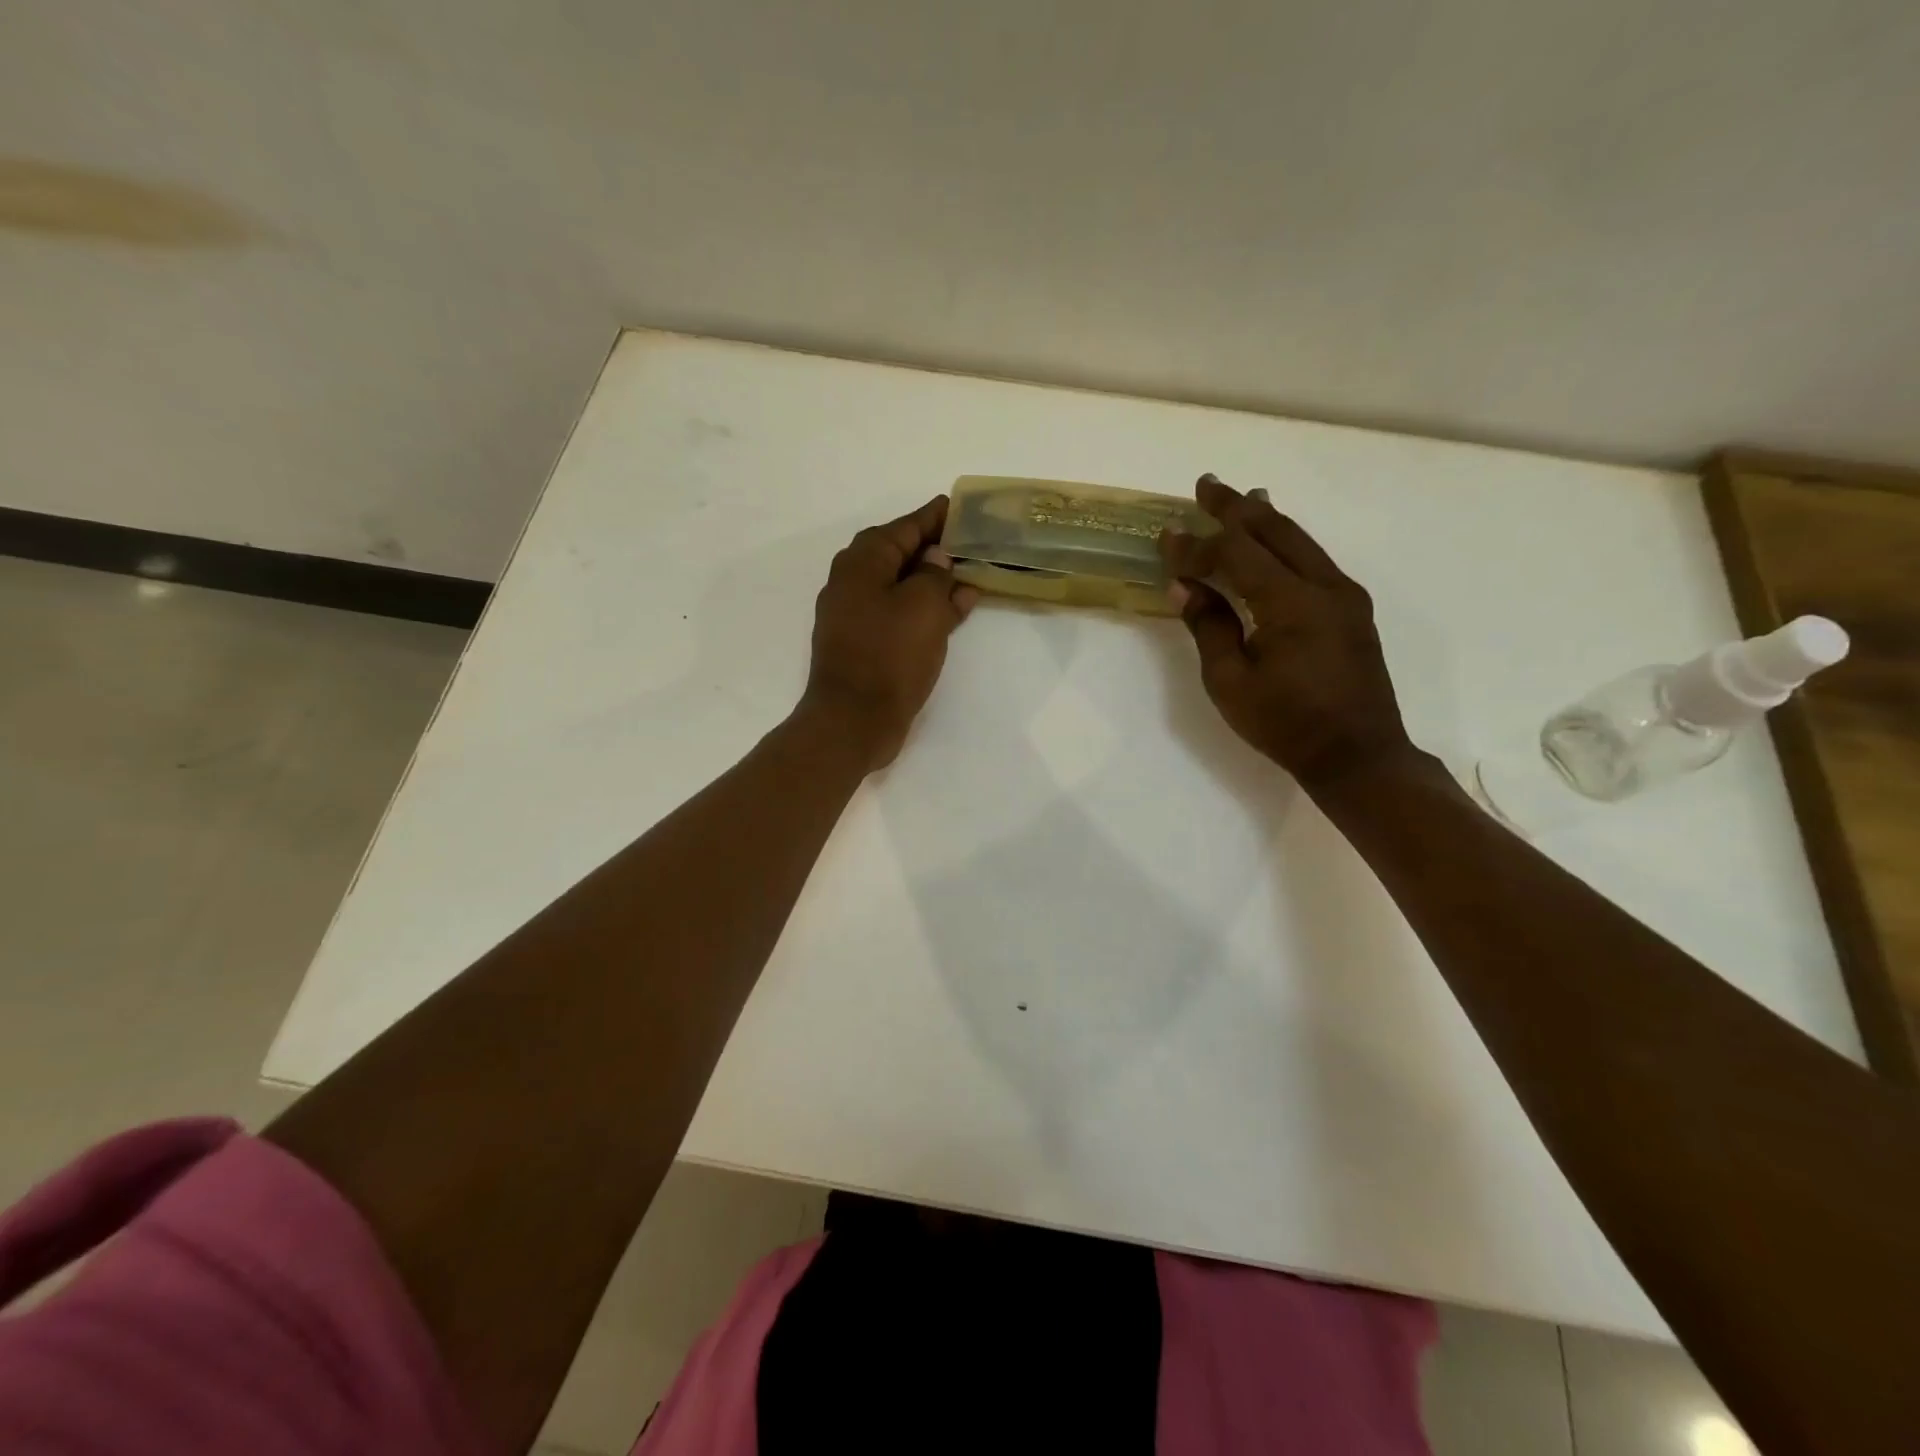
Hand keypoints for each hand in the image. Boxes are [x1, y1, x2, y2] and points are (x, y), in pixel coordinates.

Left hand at [801, 495, 979, 770]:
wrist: (854, 720)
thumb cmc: (889, 655)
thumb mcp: (923, 606)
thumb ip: (935, 574)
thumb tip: (936, 558)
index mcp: (862, 562)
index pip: (905, 527)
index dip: (935, 517)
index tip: (961, 506)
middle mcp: (853, 582)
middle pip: (901, 554)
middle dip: (936, 548)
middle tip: (971, 541)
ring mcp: (857, 615)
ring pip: (903, 586)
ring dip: (936, 581)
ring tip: (973, 575)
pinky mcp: (866, 644)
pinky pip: (900, 614)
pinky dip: (927, 609)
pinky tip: (958, 610)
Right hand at [1159, 473, 1414, 790]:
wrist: (1358, 755)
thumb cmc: (1286, 724)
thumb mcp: (1231, 682)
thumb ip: (1210, 627)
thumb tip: (1187, 588)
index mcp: (1292, 603)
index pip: (1235, 556)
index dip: (1196, 546)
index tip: (1165, 537)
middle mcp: (1325, 586)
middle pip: (1275, 531)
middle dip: (1236, 508)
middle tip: (1205, 485)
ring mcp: (1344, 595)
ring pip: (1300, 540)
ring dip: (1265, 519)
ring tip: (1240, 500)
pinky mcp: (1352, 609)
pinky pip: (1313, 560)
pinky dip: (1285, 544)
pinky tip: (1272, 543)